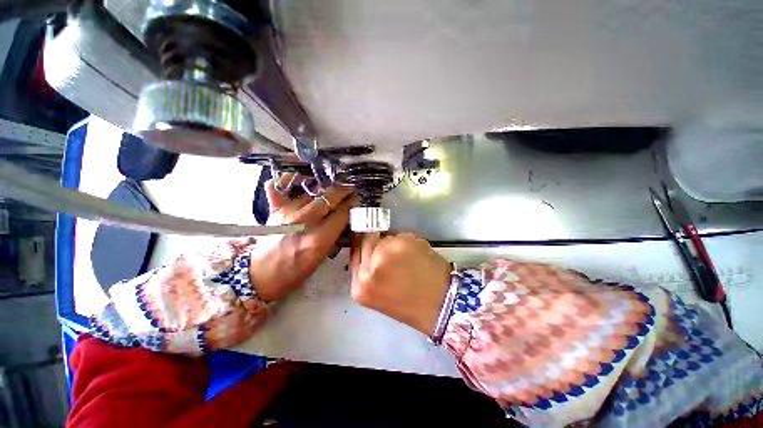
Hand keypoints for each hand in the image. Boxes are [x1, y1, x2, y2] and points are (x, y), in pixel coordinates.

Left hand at [249, 174, 355, 300]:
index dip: (352, 204)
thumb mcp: (322, 257)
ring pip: (310, 191)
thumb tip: (346, 216)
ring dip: (325, 186)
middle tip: (350, 189)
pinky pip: (279, 186)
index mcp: (317, 241)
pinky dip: (289, 179)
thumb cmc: (295, 271)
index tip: (357, 199)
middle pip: (328, 198)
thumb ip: (335, 235)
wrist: (262, 275)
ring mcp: (285, 214)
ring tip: (333, 186)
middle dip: (343, 191)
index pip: (341, 214)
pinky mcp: (273, 210)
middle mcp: (302, 224)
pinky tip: (301, 179)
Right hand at [350, 232, 451, 335]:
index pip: (354, 251)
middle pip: (365, 239)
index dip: (362, 242)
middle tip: (390, 247)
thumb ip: (369, 269)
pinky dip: (407, 241)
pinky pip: (400, 235)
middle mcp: (368, 269)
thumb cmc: (411, 303)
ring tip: (406, 256)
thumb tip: (371, 242)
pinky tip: (416, 254)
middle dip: (377, 240)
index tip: (369, 238)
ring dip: (393, 242)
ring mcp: (385, 254)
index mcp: (360, 286)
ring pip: (384, 236)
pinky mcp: (402, 243)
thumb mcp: (379, 292)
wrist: (441, 305)